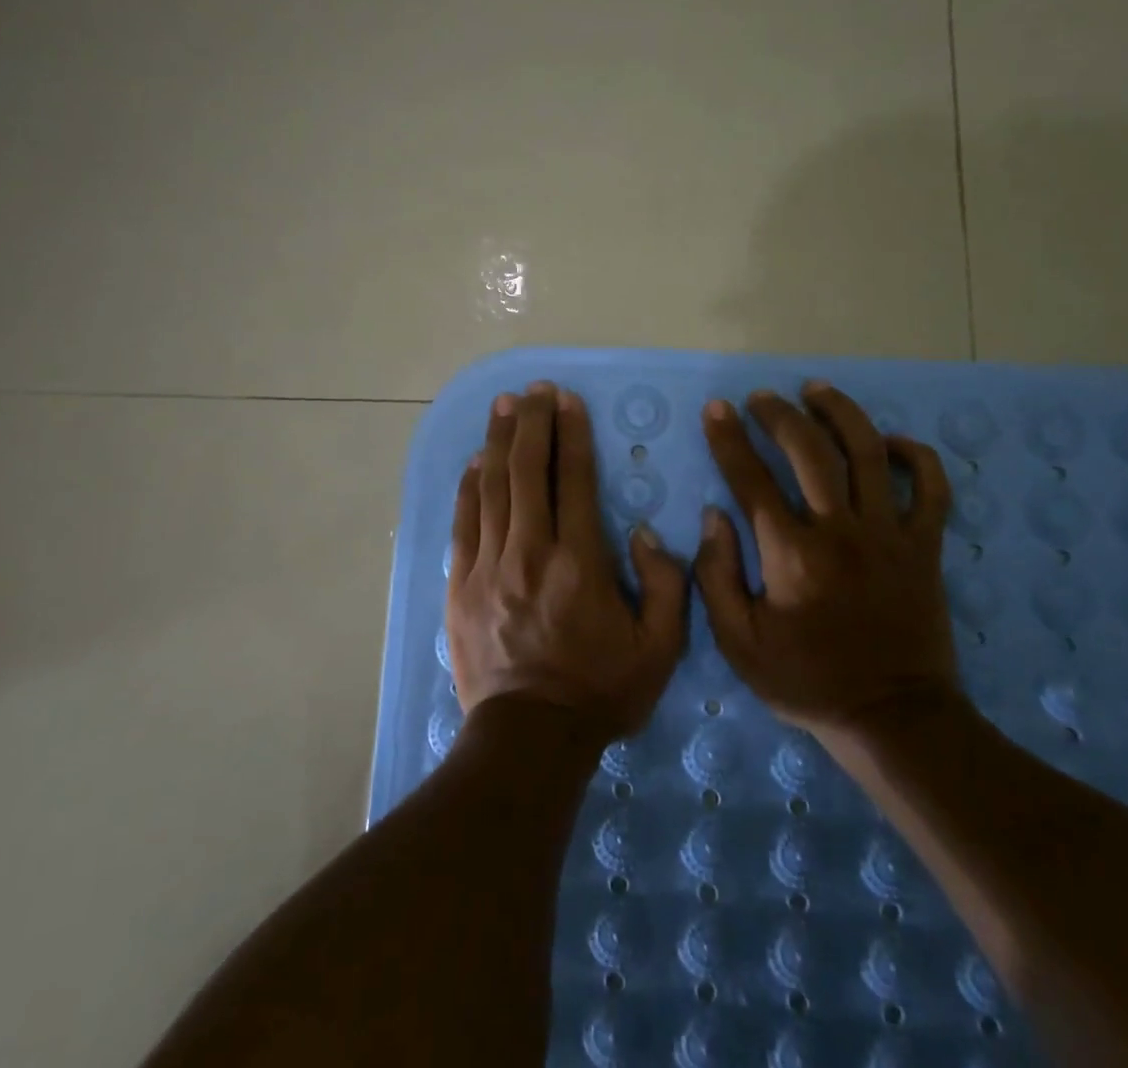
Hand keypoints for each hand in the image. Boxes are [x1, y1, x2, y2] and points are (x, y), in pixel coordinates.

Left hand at [447, 381, 688, 739]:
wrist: (529, 738)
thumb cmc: (599, 690)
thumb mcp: (660, 648)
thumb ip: (666, 584)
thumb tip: (643, 533)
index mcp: (579, 562)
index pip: (573, 479)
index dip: (570, 433)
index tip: (566, 400)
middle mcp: (530, 552)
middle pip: (526, 470)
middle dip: (531, 423)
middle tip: (533, 389)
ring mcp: (488, 567)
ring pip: (491, 488)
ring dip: (497, 442)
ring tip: (503, 405)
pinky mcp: (461, 585)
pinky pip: (464, 523)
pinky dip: (468, 488)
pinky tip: (473, 463)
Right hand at [693, 380, 959, 733]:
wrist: (893, 718)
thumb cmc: (807, 681)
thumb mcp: (739, 644)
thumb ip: (716, 577)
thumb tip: (715, 516)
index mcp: (791, 555)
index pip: (751, 479)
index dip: (728, 439)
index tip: (716, 409)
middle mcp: (841, 531)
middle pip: (810, 451)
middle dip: (780, 415)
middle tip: (762, 398)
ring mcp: (890, 535)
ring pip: (869, 453)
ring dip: (840, 413)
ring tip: (817, 391)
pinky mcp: (925, 546)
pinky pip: (931, 488)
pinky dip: (916, 456)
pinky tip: (891, 441)